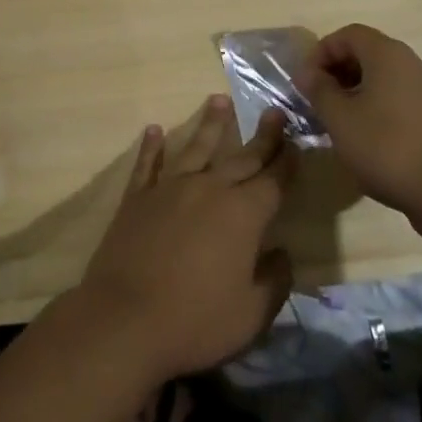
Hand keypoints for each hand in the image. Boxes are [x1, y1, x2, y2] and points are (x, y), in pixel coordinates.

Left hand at [76, 96, 293, 382]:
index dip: (287, 162)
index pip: (273, 181)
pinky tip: (155, 130)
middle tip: (274, 111)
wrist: (124, 319)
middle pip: (241, 157)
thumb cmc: (195, 321)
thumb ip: (274, 282)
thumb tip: (283, 254)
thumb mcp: (251, 314)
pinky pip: (148, 164)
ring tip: (219, 100)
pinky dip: (152, 147)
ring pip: (195, 147)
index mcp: (243, 214)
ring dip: (210, 124)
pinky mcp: (138, 197)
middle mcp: (209, 189)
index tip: (297, 142)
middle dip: (262, 136)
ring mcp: (170, 188)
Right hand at [293, 24, 421, 246]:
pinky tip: (366, 137)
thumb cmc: (387, 147)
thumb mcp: (340, 119)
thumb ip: (319, 90)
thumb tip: (307, 73)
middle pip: (366, 52)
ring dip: (355, 91)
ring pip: (382, 77)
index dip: (322, 52)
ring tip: (338, 121)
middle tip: (318, 100)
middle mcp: (410, 63)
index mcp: (387, 54)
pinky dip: (376, 106)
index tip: (306, 81)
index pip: (348, 34)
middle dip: (337, 71)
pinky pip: (397, 98)